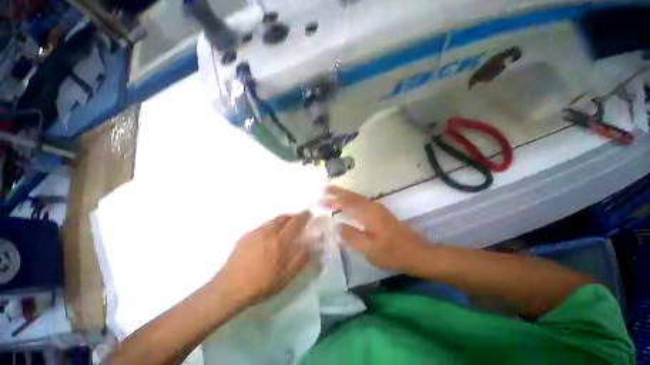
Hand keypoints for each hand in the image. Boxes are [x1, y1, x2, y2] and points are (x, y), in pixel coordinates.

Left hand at [218, 212, 310, 304]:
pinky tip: (267, 238)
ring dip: (281, 221)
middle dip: (292, 216)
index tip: (309, 214)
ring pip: (272, 220)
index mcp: (279, 242)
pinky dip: (270, 226)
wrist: (229, 288)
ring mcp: (255, 233)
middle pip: (283, 217)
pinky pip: (262, 226)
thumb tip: (309, 246)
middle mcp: (268, 232)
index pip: (295, 222)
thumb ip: (300, 259)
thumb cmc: (260, 284)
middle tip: (297, 221)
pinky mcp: (245, 236)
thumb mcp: (285, 277)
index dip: (304, 216)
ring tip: (283, 229)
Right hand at [322, 186, 425, 271]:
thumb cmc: (393, 253)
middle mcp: (373, 207)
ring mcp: (378, 208)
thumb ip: (352, 236)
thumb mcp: (370, 249)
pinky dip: (351, 199)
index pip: (347, 203)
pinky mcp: (380, 212)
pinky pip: (361, 201)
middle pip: (352, 196)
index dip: (333, 200)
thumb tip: (336, 226)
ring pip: (357, 197)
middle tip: (323, 188)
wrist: (417, 253)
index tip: (320, 198)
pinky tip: (347, 202)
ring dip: (344, 194)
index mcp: (369, 214)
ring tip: (331, 192)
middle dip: (337, 191)